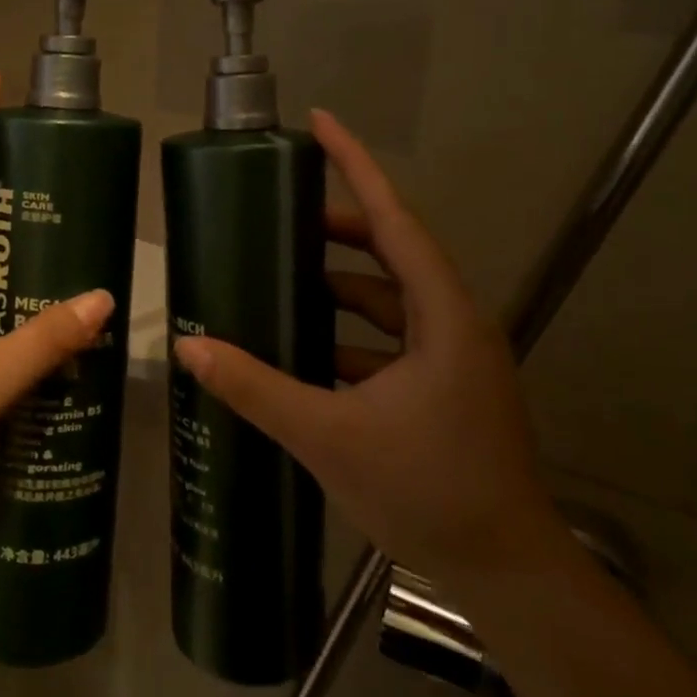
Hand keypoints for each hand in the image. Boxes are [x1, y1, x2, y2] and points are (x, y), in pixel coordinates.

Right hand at [172, 109, 560, 585]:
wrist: (506, 573)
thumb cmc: (428, 490)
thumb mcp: (330, 435)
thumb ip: (257, 388)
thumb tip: (191, 348)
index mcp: (441, 314)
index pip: (394, 219)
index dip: (356, 167)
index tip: (321, 123)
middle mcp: (452, 322)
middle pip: (390, 252)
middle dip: (336, 230)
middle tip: (278, 217)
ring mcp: (450, 357)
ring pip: (388, 301)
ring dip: (339, 289)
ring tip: (279, 280)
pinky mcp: (442, 388)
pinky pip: (388, 340)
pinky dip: (347, 336)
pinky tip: (303, 350)